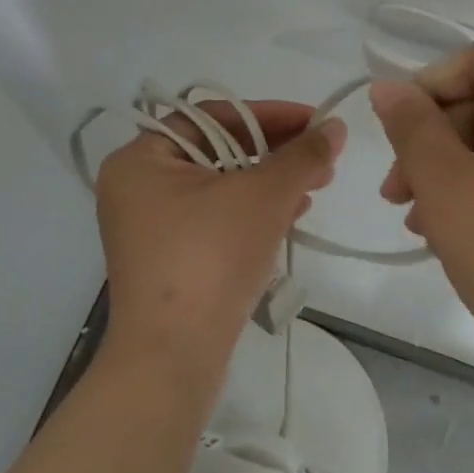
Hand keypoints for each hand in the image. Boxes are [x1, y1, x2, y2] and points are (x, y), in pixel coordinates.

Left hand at [94, 100, 346, 388]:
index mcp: (142, 159)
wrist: (173, 357)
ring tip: (316, 184)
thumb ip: (302, 155)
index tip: (314, 121)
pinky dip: (252, 211)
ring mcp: (150, 226)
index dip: (269, 114)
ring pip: (221, 186)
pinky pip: (215, 217)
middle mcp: (138, 186)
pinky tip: (291, 213)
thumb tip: (335, 127)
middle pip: (217, 149)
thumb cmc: (210, 258)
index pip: (212, 116)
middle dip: (275, 151)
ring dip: (270, 181)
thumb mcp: (263, 196)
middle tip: (321, 156)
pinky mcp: (168, 258)